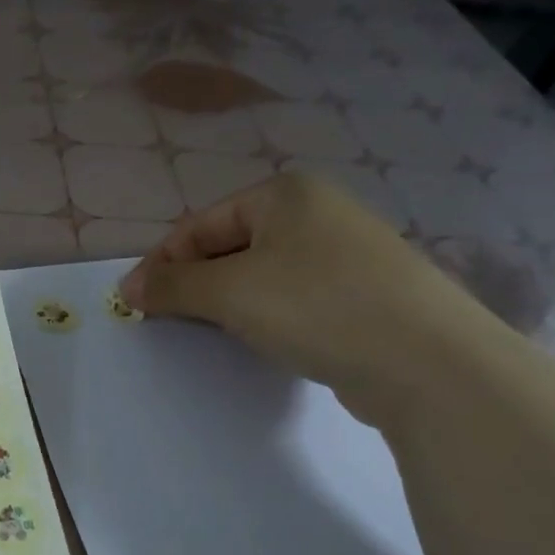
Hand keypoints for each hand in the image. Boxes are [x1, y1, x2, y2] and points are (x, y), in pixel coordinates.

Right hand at [118, 172, 508, 422]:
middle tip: (168, 320)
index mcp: (285, 194)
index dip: (162, 262)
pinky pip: (295, 296)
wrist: (426, 361)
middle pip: (231, 245)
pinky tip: (264, 339)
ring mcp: (347, 252)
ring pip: (263, 273)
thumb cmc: (316, 306)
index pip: (201, 223)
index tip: (135, 302)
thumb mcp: (230, 292)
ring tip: (211, 332)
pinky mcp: (364, 293)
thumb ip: (172, 286)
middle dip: (195, 282)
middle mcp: (318, 212)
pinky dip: (267, 314)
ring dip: (228, 301)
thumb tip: (128, 288)